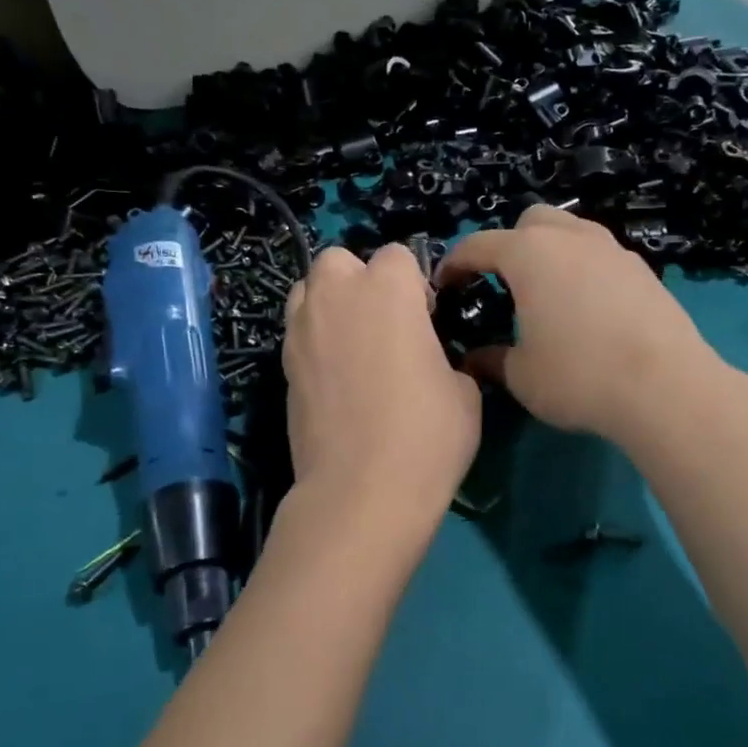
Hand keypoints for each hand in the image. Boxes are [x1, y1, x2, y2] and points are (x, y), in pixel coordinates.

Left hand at [283, 245, 481, 520]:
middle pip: (339, 260)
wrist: (361, 491)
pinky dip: (314, 339)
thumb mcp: (465, 391)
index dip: (414, 284)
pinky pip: (297, 332)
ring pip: (308, 290)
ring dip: (330, 303)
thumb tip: (432, 359)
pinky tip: (335, 377)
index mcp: (388, 289)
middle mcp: (337, 296)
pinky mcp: (282, 366)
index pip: (398, 255)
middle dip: (360, 280)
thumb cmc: (427, 434)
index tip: (427, 321)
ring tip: (353, 343)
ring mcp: (301, 330)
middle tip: (384, 323)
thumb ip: (446, 356)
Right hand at [437, 207, 721, 445]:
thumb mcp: (522, 375)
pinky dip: (583, 269)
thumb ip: (492, 360)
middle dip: (509, 244)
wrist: (665, 387)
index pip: (478, 245)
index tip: (444, 285)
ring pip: (571, 232)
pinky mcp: (643, 270)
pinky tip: (587, 309)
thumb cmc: (578, 376)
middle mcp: (571, 238)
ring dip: (550, 252)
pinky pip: (600, 256)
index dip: (455, 264)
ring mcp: (612, 250)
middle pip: (530, 222)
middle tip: (502, 284)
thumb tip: (474, 359)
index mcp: (529, 254)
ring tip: (546, 293)